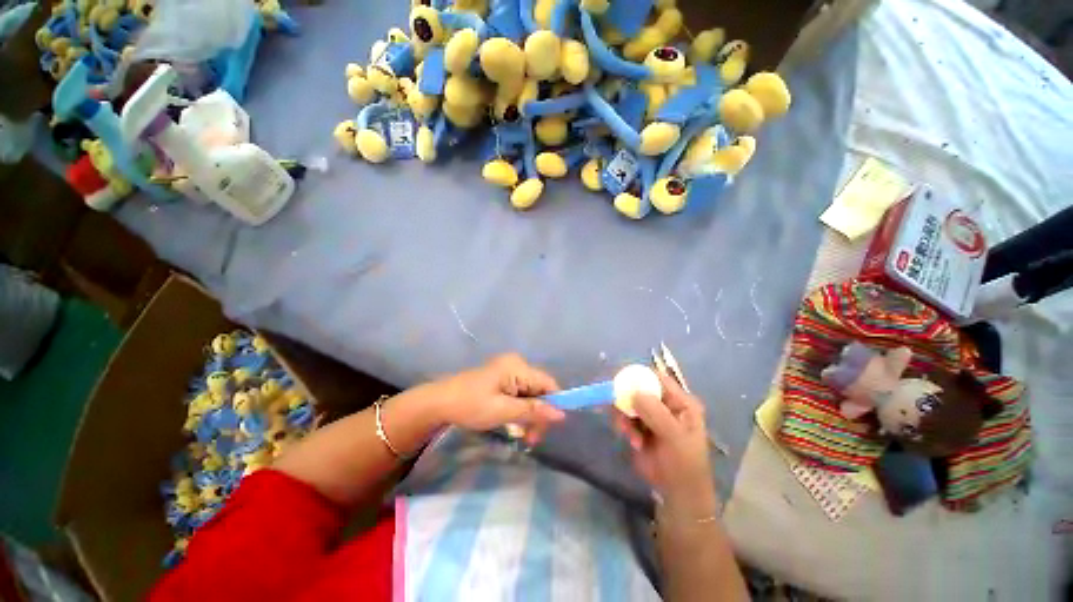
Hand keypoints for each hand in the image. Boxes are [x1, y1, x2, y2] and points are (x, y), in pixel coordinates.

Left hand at [429, 354, 565, 444]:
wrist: (438, 403)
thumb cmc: (470, 405)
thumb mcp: (503, 411)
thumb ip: (533, 411)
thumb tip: (562, 414)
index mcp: (518, 367)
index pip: (549, 383)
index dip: (554, 404)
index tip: (548, 429)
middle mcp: (517, 365)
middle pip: (540, 390)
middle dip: (539, 414)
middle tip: (530, 439)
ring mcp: (508, 371)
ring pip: (531, 394)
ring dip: (529, 415)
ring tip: (522, 436)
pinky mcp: (501, 379)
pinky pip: (520, 394)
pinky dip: (519, 410)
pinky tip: (513, 424)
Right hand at [614, 372, 718, 517]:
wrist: (677, 494)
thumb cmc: (684, 464)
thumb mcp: (674, 436)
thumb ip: (655, 412)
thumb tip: (633, 391)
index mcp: (680, 402)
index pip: (657, 379)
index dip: (638, 377)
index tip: (620, 382)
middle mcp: (665, 404)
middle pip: (638, 389)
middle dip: (627, 399)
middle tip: (618, 410)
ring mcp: (651, 416)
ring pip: (628, 403)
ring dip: (624, 416)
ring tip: (628, 434)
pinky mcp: (639, 427)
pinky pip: (625, 417)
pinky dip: (623, 426)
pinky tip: (632, 442)